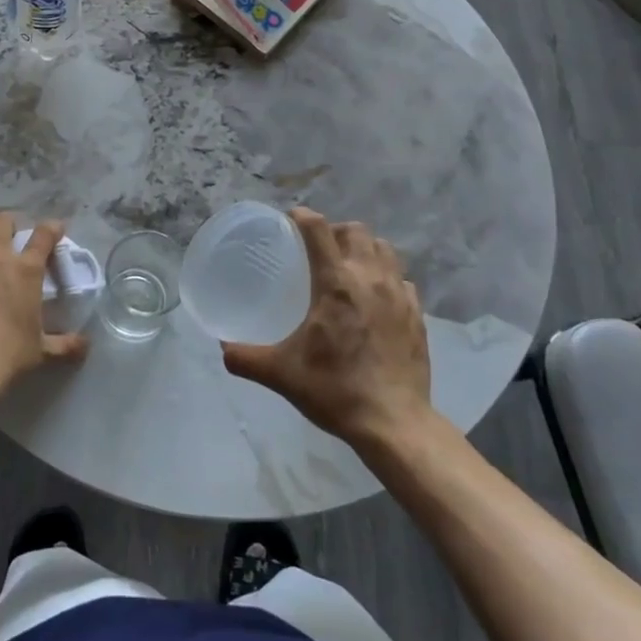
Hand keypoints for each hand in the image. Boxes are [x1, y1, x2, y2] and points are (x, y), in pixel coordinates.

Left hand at [0, 213, 86, 394]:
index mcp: (25, 270)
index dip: (52, 227)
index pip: (44, 234)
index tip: (56, 230)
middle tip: (13, 238)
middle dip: (10, 223)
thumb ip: (66, 344)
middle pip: (2, 220)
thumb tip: (85, 345)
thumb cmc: (8, 355)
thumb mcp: (42, 350)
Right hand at [222, 209, 431, 447]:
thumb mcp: (281, 374)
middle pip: (356, 231)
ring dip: (364, 249)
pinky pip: (402, 279)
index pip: (318, 229)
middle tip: (318, 250)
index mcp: (337, 283)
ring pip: (384, 249)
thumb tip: (222, 349)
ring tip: (348, 268)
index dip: (302, 217)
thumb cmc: (335, 390)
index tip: (290, 220)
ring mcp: (399, 295)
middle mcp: (371, 278)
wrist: (394, 424)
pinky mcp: (417, 314)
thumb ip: (246, 357)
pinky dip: (386, 278)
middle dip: (335, 231)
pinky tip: (375, 299)